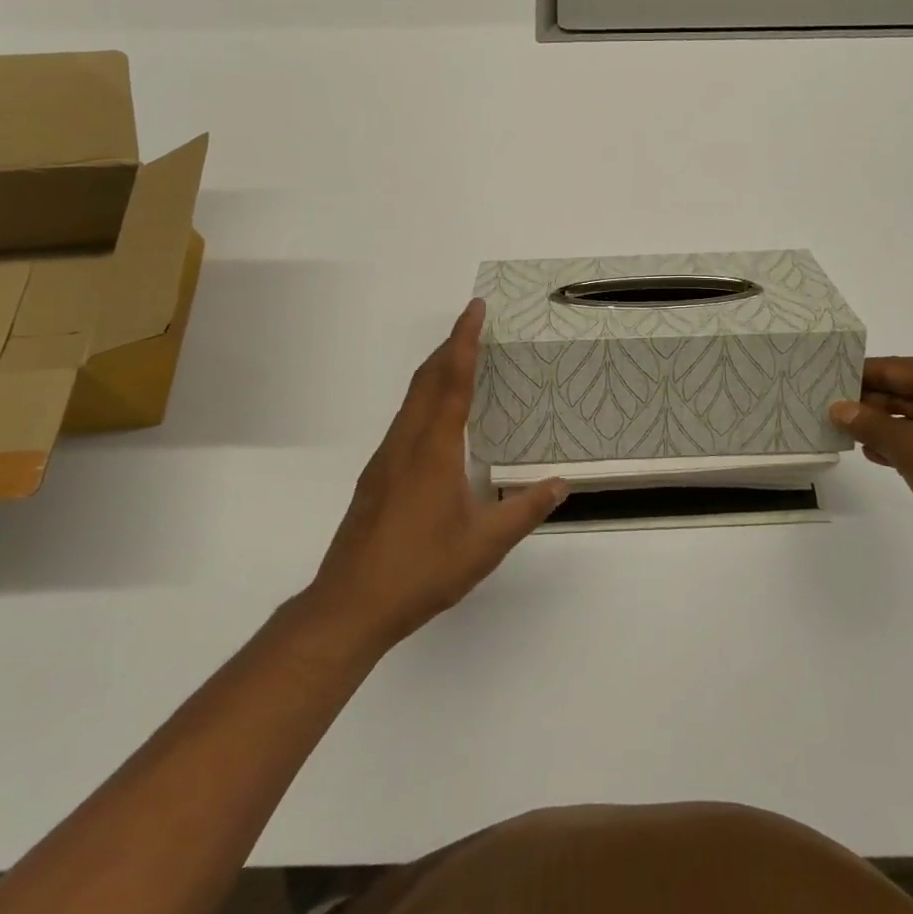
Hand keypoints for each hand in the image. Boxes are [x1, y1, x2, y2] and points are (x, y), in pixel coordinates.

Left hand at [307, 300, 565, 649]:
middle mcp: (406, 443)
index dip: (464, 341)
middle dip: (449, 346)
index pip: (452, 381)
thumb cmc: (422, 570)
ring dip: (434, 371)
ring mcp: (385, 459)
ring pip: (410, 399)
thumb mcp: (485, 544)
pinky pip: (403, 420)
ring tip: (458, 360)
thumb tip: (561, 484)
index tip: (474, 309)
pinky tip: (435, 420)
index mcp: (434, 449)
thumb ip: (525, 510)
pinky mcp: (375, 477)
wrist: (350, 604)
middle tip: (472, 323)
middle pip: (426, 380)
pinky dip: (423, 398)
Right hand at [830, 357, 912, 570]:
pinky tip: (889, 457)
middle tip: (834, 416)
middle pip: (910, 388)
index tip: (826, 386)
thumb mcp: (908, 448)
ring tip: (855, 441)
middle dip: (872, 404)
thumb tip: (840, 407)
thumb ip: (869, 424)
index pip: (894, 367)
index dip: (858, 377)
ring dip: (891, 426)